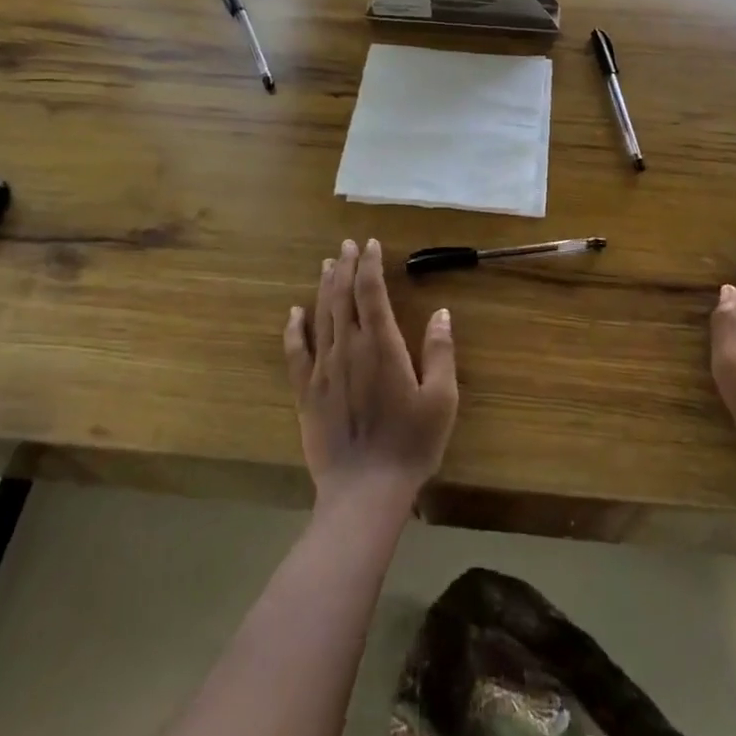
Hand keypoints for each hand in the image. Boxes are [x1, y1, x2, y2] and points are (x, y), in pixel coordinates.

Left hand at [284, 238, 458, 514]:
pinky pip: (295, 351)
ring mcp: (322, 368)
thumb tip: (441, 313)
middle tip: (347, 245)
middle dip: (346, 266)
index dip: (370, 264)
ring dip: (324, 286)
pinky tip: (294, 312)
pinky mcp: (305, 392)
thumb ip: (440, 352)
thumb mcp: (441, 399)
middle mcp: (348, 347)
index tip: (371, 244)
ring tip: (327, 264)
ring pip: (320, 315)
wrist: (364, 490)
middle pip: (342, 295)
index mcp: (382, 344)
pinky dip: (294, 328)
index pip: (371, 291)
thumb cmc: (410, 444)